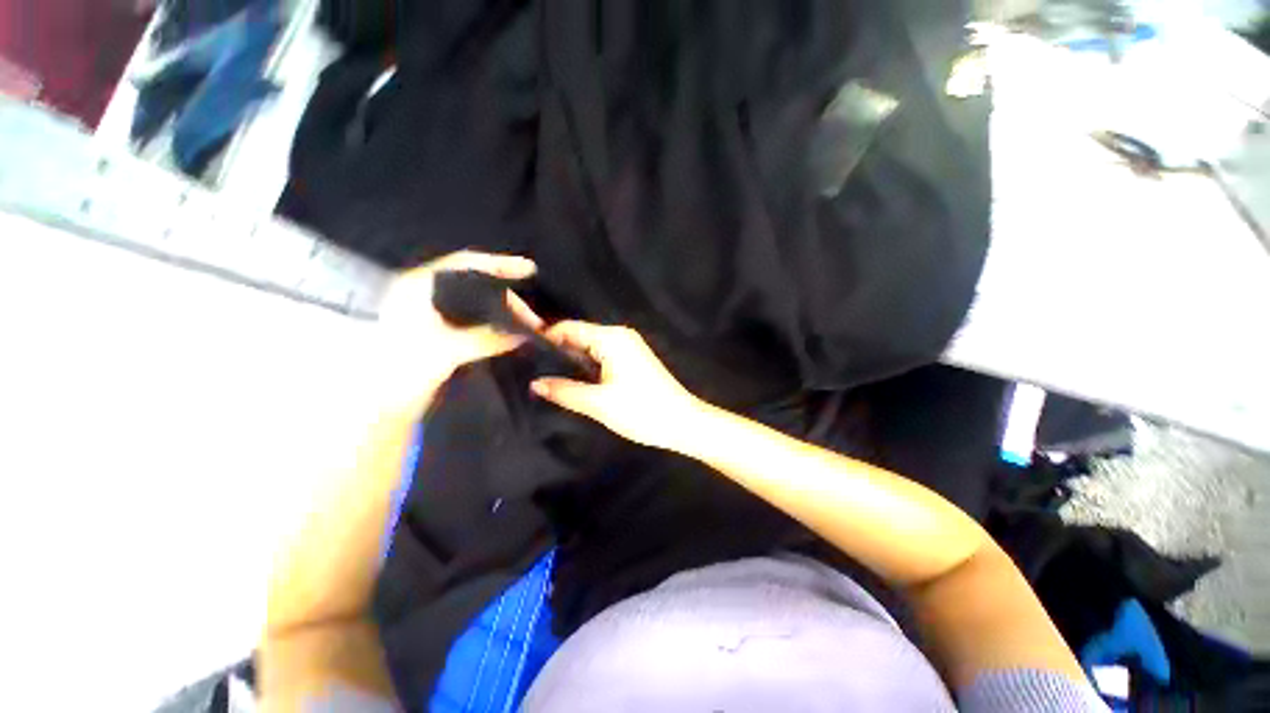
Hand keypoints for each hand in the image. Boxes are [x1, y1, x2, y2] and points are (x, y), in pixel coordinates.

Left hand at [375, 250, 541, 416]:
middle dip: (508, 299)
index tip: (529, 269)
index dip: (498, 264)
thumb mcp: (446, 352)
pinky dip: (495, 321)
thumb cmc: (405, 370)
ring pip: (479, 301)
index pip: (463, 263)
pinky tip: (511, 331)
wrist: (386, 401)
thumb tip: (523, 334)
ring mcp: (434, 311)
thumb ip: (486, 340)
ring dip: (505, 312)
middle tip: (533, 319)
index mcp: (419, 287)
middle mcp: (427, 292)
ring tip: (529, 327)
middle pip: (477, 284)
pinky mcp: (442, 327)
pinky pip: (476, 316)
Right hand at [530, 322, 704, 449]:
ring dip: (569, 357)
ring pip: (589, 347)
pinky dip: (585, 364)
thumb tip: (535, 383)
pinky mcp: (632, 360)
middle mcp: (619, 336)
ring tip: (542, 370)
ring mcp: (628, 347)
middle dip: (555, 348)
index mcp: (611, 338)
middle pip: (579, 335)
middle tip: (527, 361)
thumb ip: (565, 391)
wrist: (683, 422)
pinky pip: (601, 355)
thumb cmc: (642, 411)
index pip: (569, 328)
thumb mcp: (599, 403)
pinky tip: (570, 376)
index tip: (519, 343)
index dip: (544, 334)